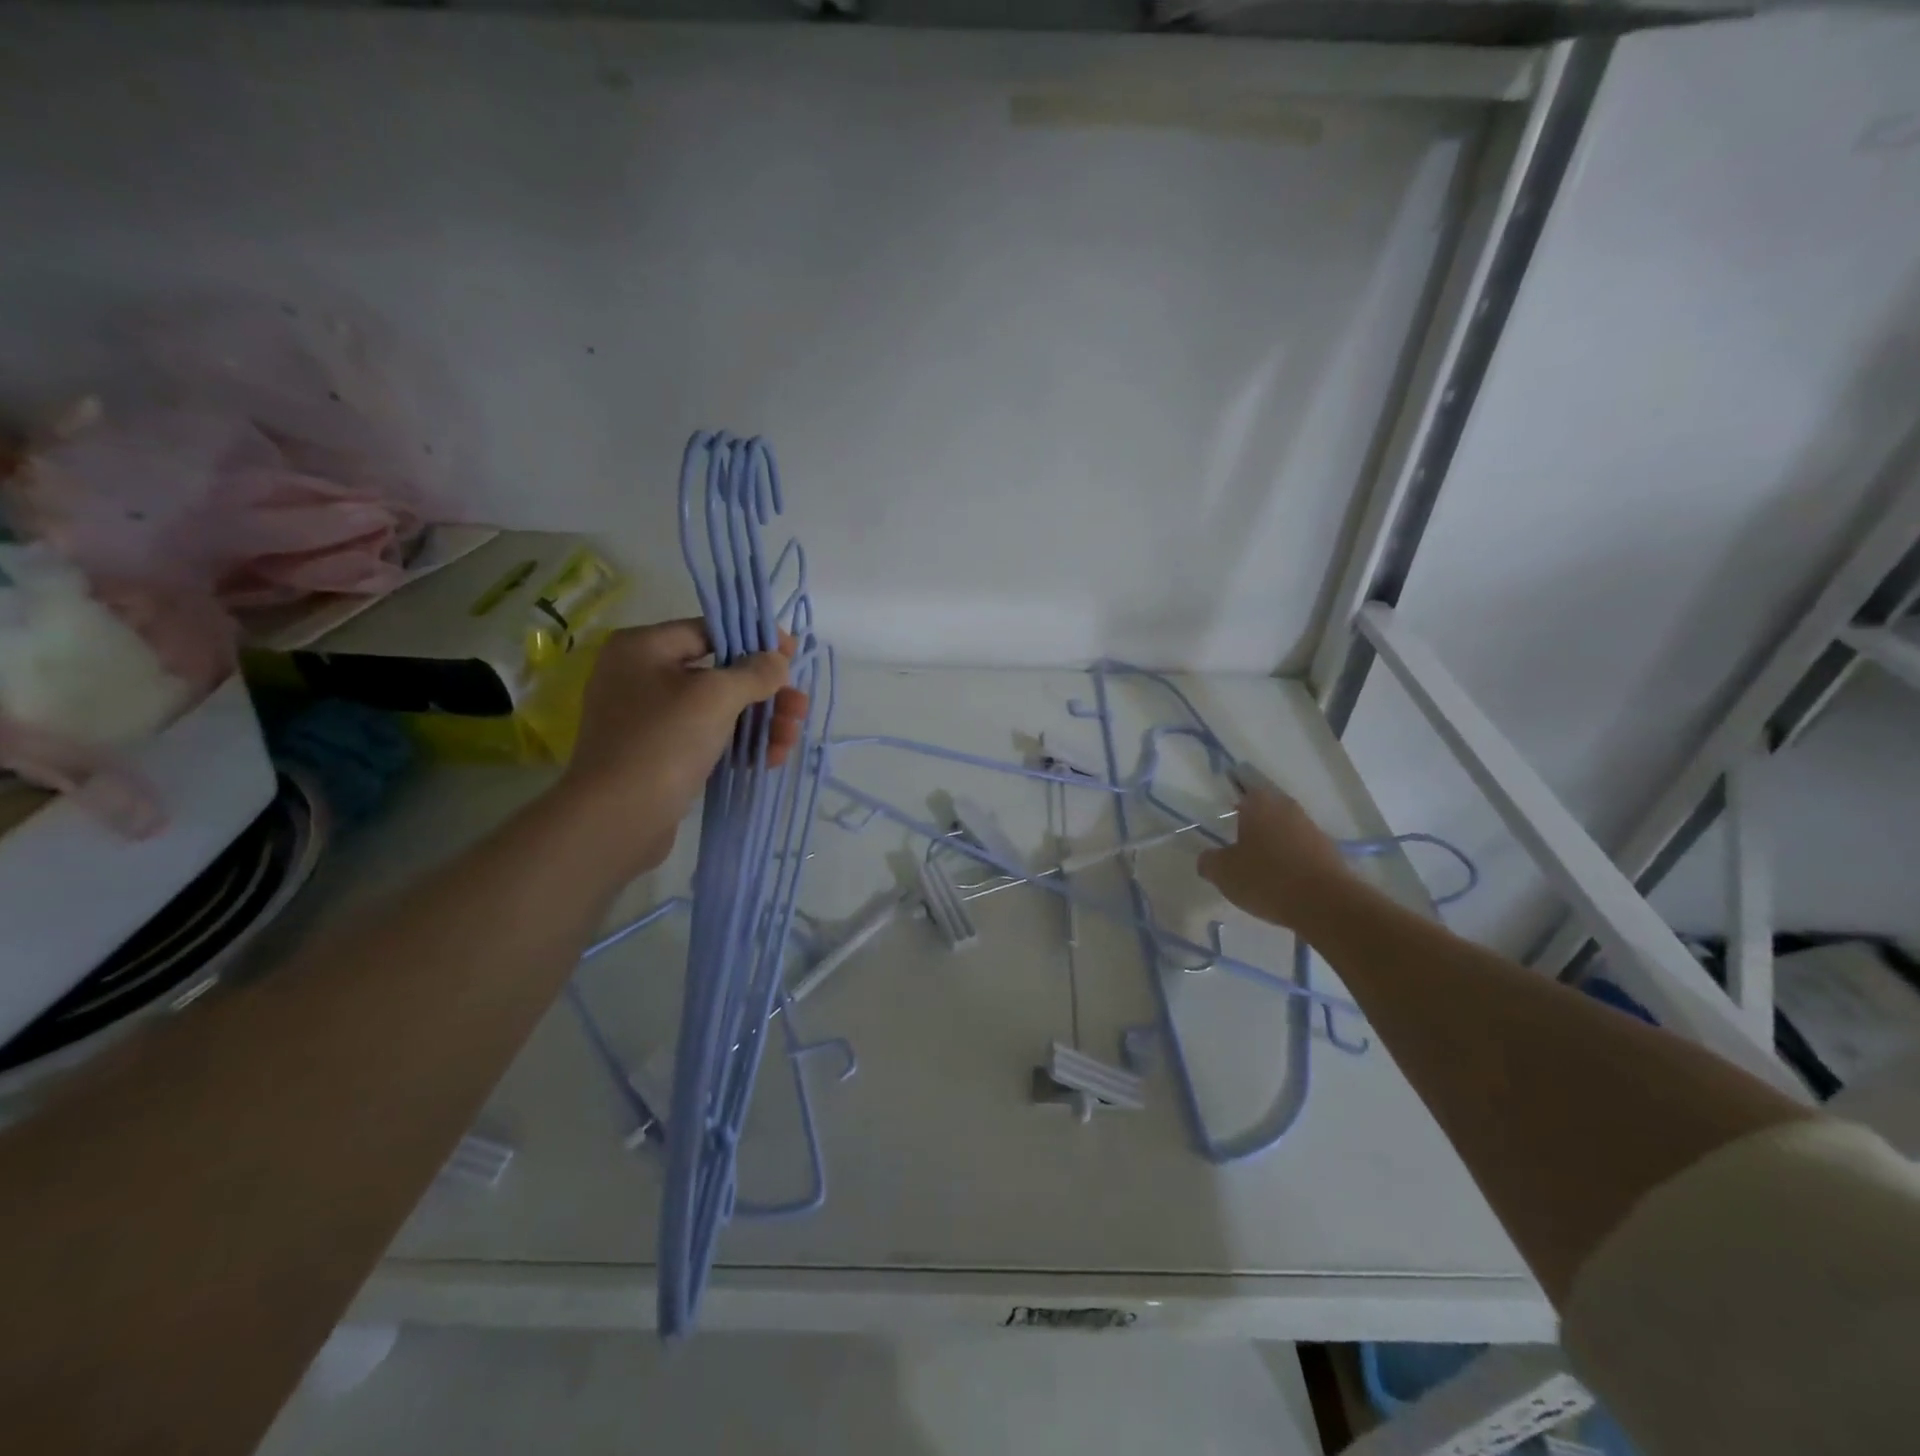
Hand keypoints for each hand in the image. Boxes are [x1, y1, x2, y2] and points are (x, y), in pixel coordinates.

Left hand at [558, 618, 807, 877]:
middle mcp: (640, 677)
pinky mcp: (659, 756)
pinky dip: (739, 745)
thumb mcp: (716, 697)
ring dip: (760, 721)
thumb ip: (754, 672)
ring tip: (790, 739)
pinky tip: (771, 759)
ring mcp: (648, 719)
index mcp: (643, 648)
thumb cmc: (664, 742)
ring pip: (717, 710)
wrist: (617, 819)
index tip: (792, 656)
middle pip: (719, 673)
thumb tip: (777, 661)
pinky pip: (707, 739)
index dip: (756, 641)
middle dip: (765, 692)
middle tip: (799, 707)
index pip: (710, 631)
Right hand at [1196, 784, 1355, 932]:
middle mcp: (1287, 808)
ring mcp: (1312, 829)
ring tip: (1260, 867)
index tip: (1225, 820)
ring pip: (1285, 831)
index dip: (1233, 805)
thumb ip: (1209, 861)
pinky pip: (1302, 851)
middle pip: (1266, 811)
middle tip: (1238, 844)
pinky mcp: (1329, 853)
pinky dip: (1291, 861)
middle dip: (1253, 825)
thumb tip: (1208, 858)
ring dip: (1274, 844)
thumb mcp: (1223, 872)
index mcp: (1260, 804)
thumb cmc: (1266, 878)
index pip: (1243, 791)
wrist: (1326, 904)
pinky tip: (1283, 882)